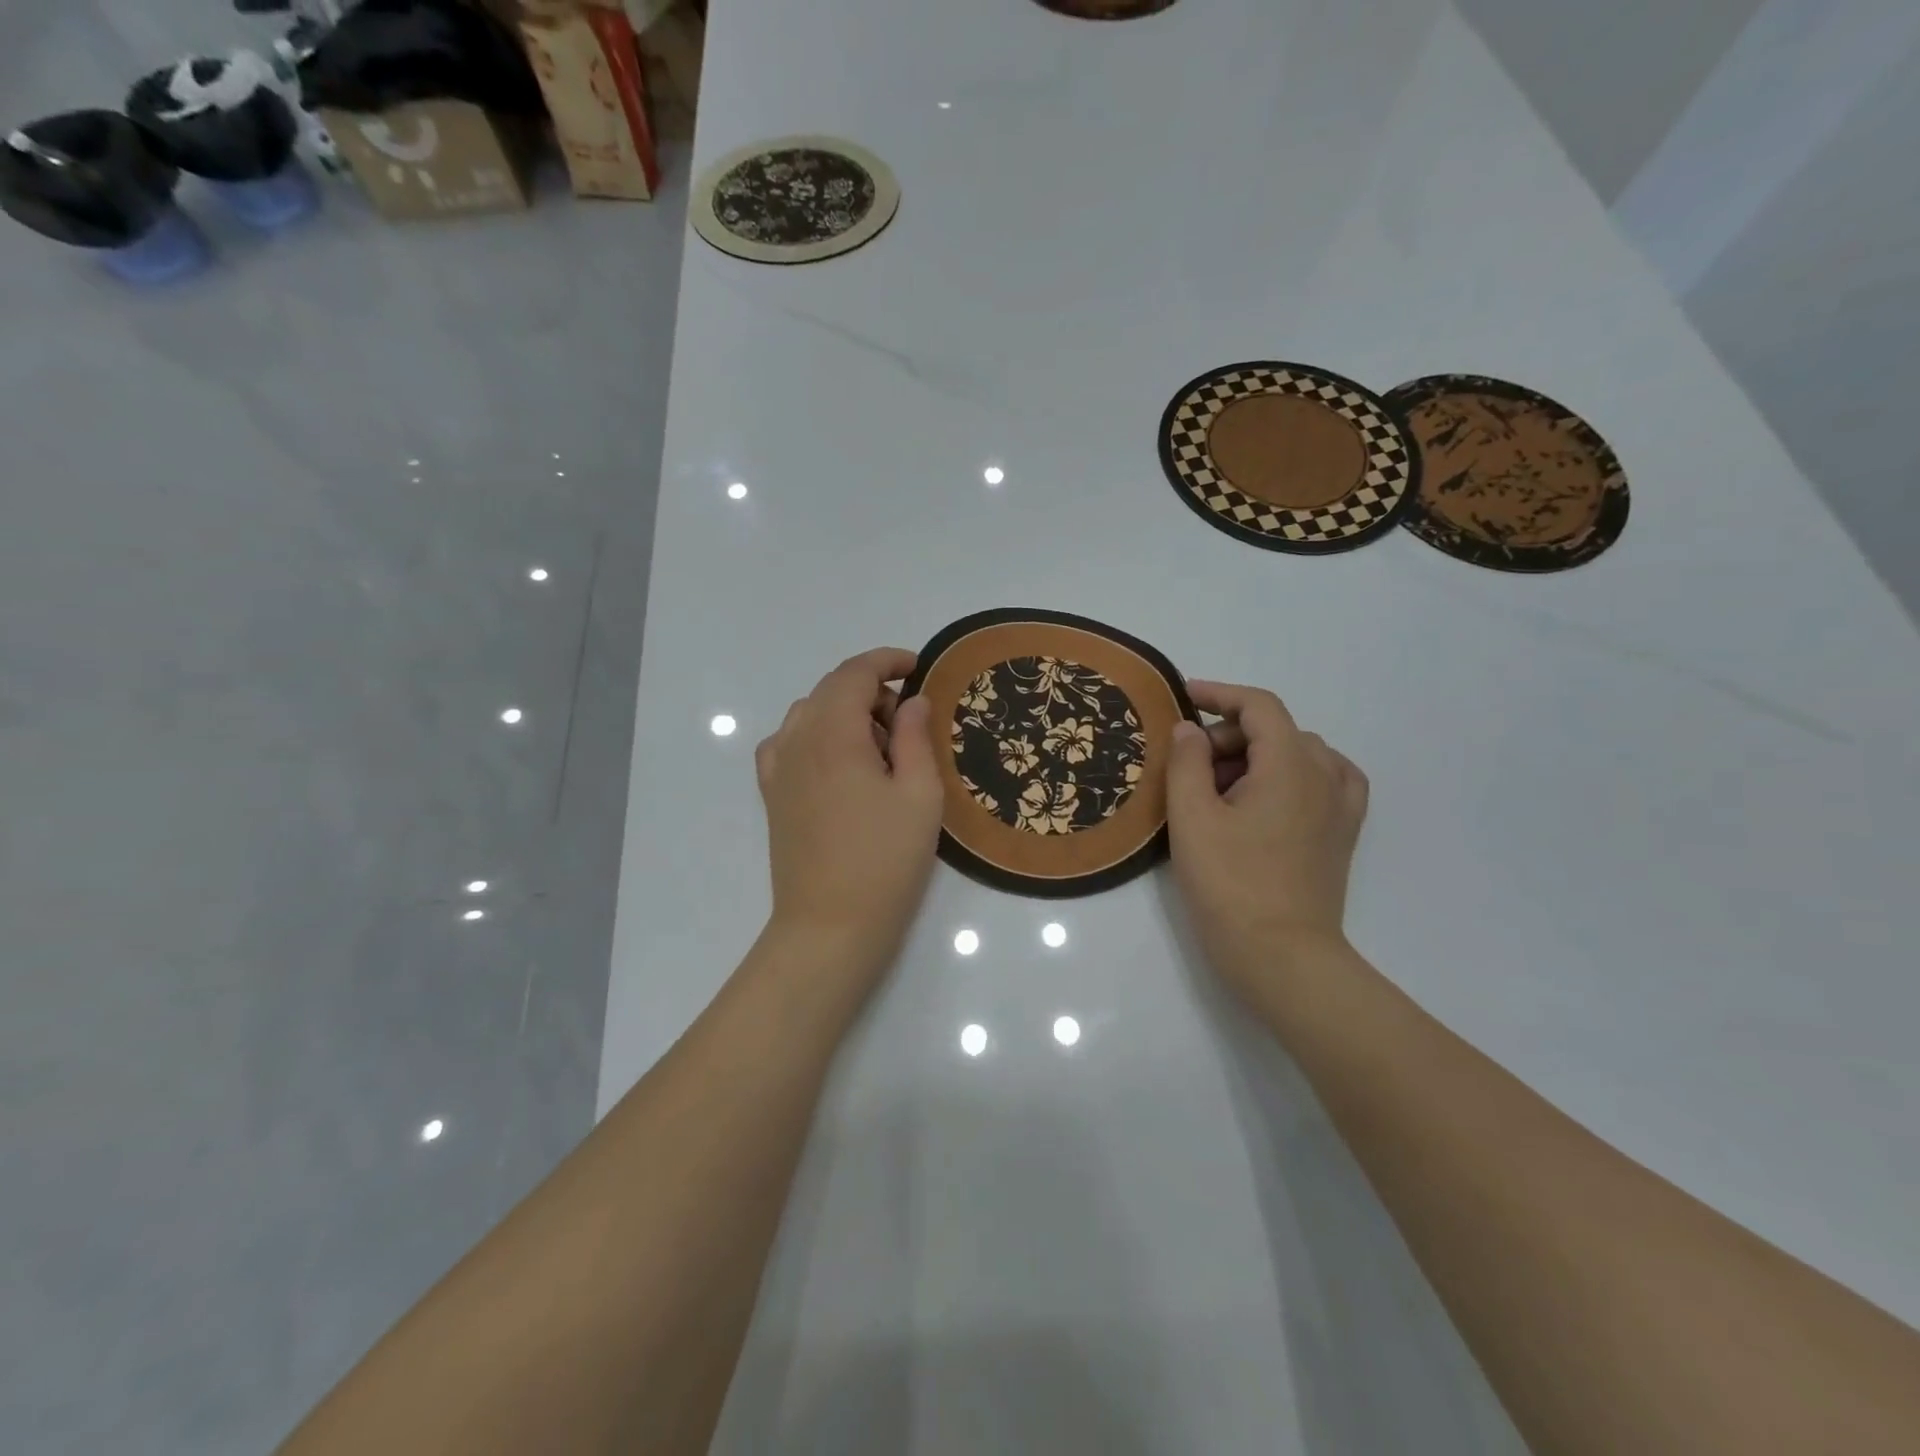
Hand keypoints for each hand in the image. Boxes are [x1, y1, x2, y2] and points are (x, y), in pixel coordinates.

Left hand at [755, 648, 944, 984]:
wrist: (830, 925)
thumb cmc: (885, 860)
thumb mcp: (920, 795)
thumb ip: (916, 737)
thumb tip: (912, 701)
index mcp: (834, 734)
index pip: (854, 673)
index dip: (887, 661)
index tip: (917, 668)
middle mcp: (797, 740)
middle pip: (830, 689)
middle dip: (871, 689)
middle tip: (909, 721)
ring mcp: (778, 768)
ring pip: (808, 712)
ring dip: (844, 711)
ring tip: (878, 746)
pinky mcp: (772, 794)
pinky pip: (789, 741)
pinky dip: (816, 734)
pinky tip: (838, 762)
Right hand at [1164, 680, 1368, 997]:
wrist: (1281, 955)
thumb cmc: (1229, 883)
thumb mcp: (1192, 818)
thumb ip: (1186, 762)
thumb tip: (1190, 729)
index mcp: (1291, 764)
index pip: (1259, 706)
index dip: (1219, 694)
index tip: (1183, 698)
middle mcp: (1325, 775)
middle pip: (1277, 730)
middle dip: (1230, 735)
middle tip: (1189, 767)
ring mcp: (1340, 807)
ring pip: (1300, 754)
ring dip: (1259, 755)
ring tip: (1222, 787)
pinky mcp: (1342, 835)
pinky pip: (1327, 781)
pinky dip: (1297, 774)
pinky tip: (1272, 796)